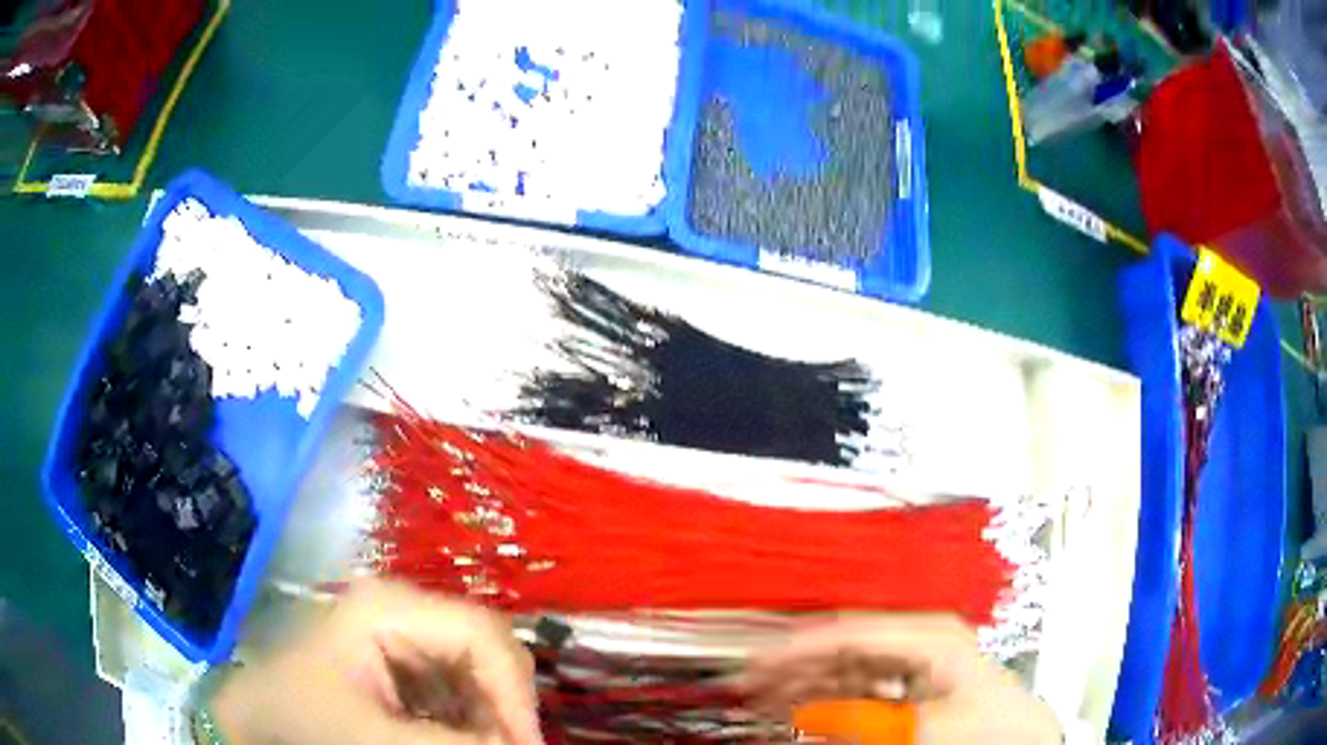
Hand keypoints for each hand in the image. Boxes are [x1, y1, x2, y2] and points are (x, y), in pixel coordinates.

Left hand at [210, 580, 543, 744]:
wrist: (258, 717)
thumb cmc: (302, 716)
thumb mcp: (372, 737)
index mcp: (390, 607)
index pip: (482, 635)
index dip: (514, 692)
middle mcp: (404, 608)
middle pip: (486, 648)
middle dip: (505, 704)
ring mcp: (403, 632)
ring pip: (478, 669)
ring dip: (490, 714)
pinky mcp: (403, 659)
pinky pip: (459, 685)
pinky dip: (471, 717)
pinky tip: (459, 738)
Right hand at [743, 614, 1060, 744]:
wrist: (1016, 737)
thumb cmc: (987, 722)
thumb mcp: (920, 724)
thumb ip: (859, 716)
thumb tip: (807, 712)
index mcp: (927, 633)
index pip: (847, 631)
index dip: (797, 646)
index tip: (758, 661)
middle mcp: (916, 640)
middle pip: (840, 647)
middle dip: (794, 666)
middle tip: (751, 683)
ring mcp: (913, 661)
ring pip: (843, 667)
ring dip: (804, 683)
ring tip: (766, 696)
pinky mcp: (909, 683)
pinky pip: (856, 686)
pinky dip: (826, 698)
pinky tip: (801, 710)